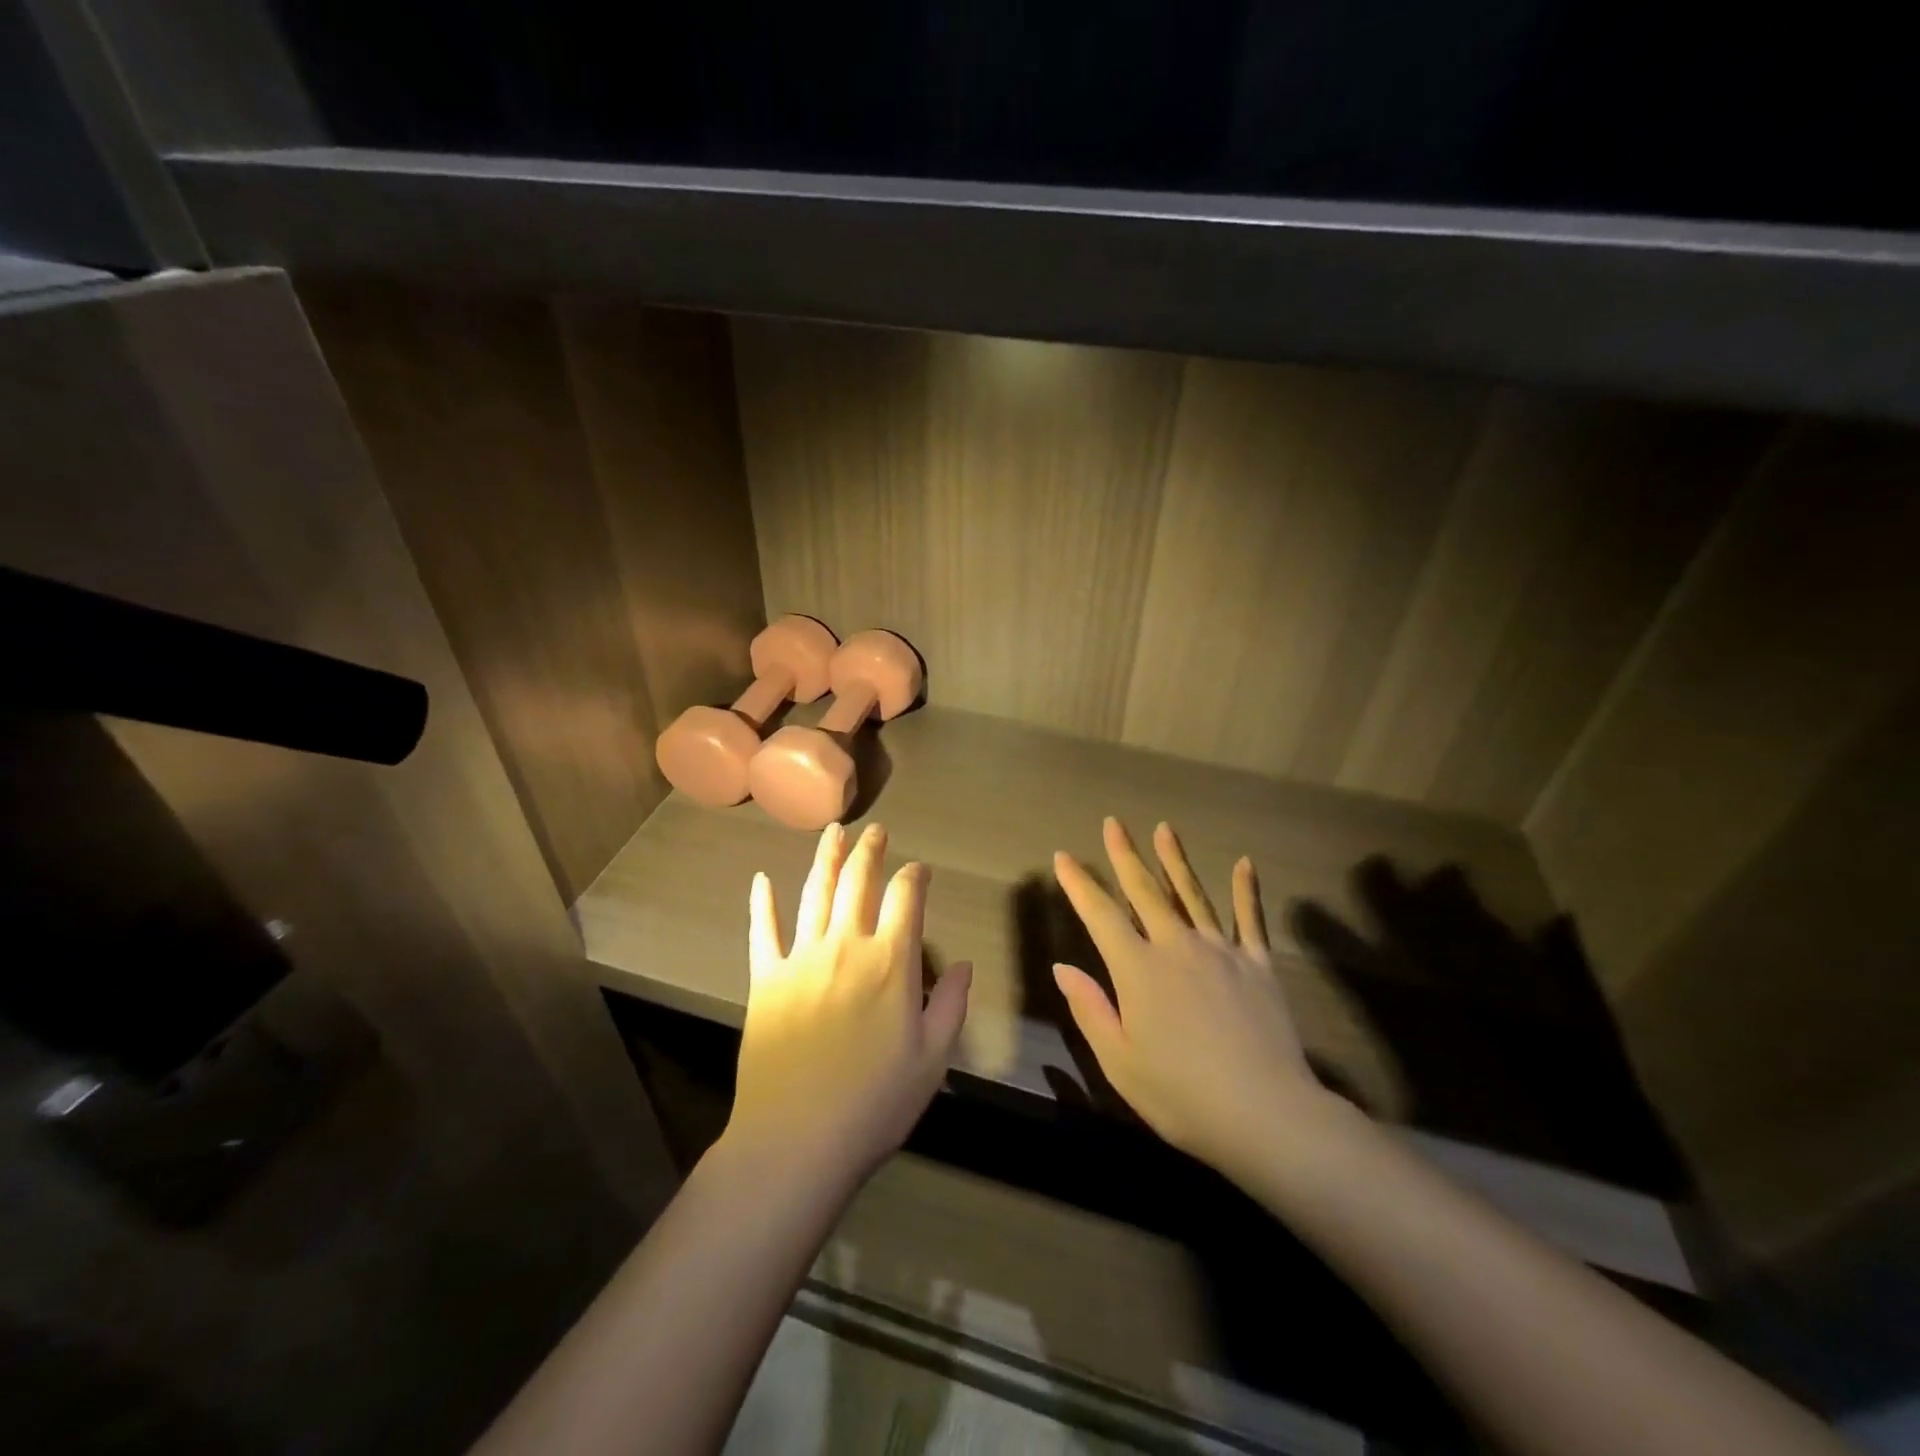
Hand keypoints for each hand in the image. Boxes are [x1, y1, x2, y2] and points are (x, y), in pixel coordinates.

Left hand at [730, 822, 972, 1189]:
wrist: (796, 1141)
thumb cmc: (875, 1103)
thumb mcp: (932, 1059)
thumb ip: (951, 1004)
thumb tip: (962, 962)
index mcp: (890, 962)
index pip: (906, 898)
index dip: (915, 876)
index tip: (919, 869)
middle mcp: (846, 946)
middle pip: (858, 883)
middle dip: (869, 851)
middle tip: (874, 830)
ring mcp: (801, 959)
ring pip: (814, 893)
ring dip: (825, 858)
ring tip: (832, 831)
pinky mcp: (766, 979)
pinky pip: (762, 931)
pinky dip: (762, 903)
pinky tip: (761, 879)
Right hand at [1052, 818, 1344, 1183]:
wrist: (1266, 1114)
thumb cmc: (1181, 1095)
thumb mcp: (1119, 1061)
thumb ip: (1090, 1008)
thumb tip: (1062, 966)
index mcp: (1138, 969)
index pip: (1100, 915)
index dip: (1079, 884)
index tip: (1063, 856)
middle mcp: (1176, 946)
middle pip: (1146, 891)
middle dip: (1126, 855)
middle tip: (1113, 823)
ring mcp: (1221, 951)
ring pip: (1193, 895)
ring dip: (1175, 860)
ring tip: (1164, 829)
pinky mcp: (1258, 965)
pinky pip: (1250, 920)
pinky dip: (1247, 891)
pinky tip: (1245, 864)